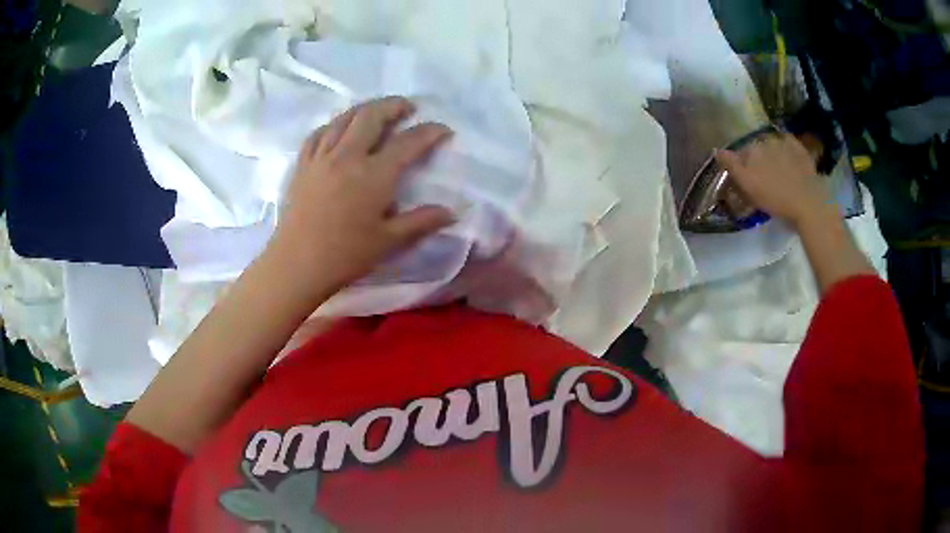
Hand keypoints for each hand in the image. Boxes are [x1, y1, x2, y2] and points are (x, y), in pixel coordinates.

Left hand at [268, 96, 455, 298]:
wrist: (298, 265)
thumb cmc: (346, 255)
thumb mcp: (389, 241)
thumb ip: (421, 222)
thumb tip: (452, 212)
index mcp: (374, 175)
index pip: (408, 143)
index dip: (429, 132)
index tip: (443, 129)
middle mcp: (348, 156)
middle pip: (372, 116)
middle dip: (393, 105)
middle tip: (407, 107)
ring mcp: (321, 157)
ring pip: (344, 118)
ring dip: (365, 108)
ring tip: (377, 111)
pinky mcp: (303, 165)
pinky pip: (318, 133)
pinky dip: (333, 124)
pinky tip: (338, 128)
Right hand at [715, 132, 832, 227]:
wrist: (808, 203)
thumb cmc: (776, 199)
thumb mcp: (748, 186)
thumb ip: (732, 165)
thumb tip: (716, 150)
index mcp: (751, 150)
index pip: (739, 154)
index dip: (739, 165)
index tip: (742, 179)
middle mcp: (765, 140)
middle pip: (756, 148)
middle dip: (756, 158)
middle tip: (760, 176)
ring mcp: (784, 143)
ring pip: (771, 144)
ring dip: (770, 152)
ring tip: (775, 168)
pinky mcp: (800, 149)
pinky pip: (789, 142)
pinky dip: (786, 146)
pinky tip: (788, 156)